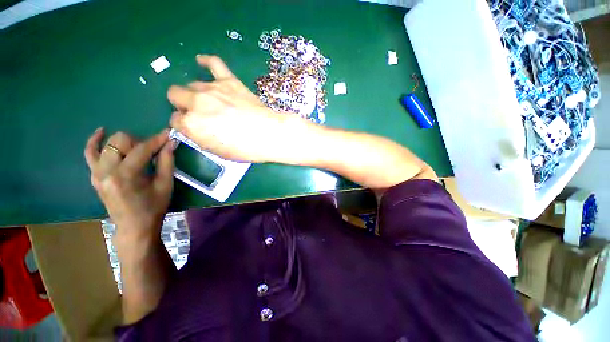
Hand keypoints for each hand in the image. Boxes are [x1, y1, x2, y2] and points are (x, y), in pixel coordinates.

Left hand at [84, 128, 173, 240]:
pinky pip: (90, 153)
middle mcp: (106, 171)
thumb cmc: (154, 207)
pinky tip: (101, 132)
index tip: (168, 133)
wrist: (134, 226)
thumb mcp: (165, 184)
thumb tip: (170, 142)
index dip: (157, 140)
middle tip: (153, 152)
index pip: (141, 149)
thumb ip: (166, 161)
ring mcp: (96, 173)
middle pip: (121, 140)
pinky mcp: (93, 176)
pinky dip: (95, 142)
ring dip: (125, 143)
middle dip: (140, 142)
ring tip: (137, 151)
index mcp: (125, 175)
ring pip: (108, 144)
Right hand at [167, 55, 303, 162]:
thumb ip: (199, 136)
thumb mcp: (217, 150)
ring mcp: (212, 89)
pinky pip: (214, 63)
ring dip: (197, 93)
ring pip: (192, 84)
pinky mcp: (229, 81)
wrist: (268, 135)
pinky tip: (202, 62)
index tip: (194, 127)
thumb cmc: (245, 149)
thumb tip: (194, 127)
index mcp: (191, 124)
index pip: (175, 120)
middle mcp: (195, 103)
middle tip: (200, 113)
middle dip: (183, 105)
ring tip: (211, 101)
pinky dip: (207, 62)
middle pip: (176, 95)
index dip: (184, 124)